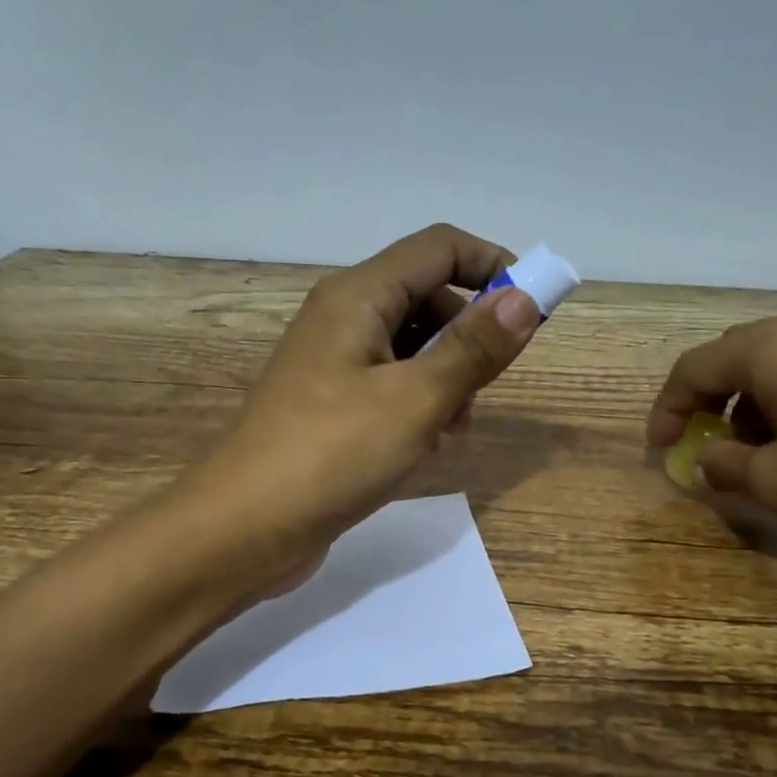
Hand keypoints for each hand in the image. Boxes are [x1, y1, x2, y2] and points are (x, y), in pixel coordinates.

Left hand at [186, 225, 542, 572]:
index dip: (493, 267)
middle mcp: (343, 316)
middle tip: (484, 387)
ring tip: (453, 428)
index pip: (440, 248)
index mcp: (359, 296)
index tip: (532, 312)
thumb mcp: (415, 400)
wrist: (244, 528)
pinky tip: (425, 444)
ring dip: (447, 376)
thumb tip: (524, 300)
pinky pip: (390, 382)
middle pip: (427, 295)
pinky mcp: (330, 403)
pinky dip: (419, 402)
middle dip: (469, 333)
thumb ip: (472, 348)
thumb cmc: (332, 454)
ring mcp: (332, 362)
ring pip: (411, 345)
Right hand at [646, 310, 776, 562]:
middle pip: (734, 356)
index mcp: (773, 348)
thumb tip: (708, 459)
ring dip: (748, 401)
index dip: (668, 409)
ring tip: (752, 451)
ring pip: (774, 360)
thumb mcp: (776, 482)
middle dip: (708, 401)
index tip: (661, 449)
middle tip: (701, 444)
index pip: (695, 368)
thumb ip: (724, 465)